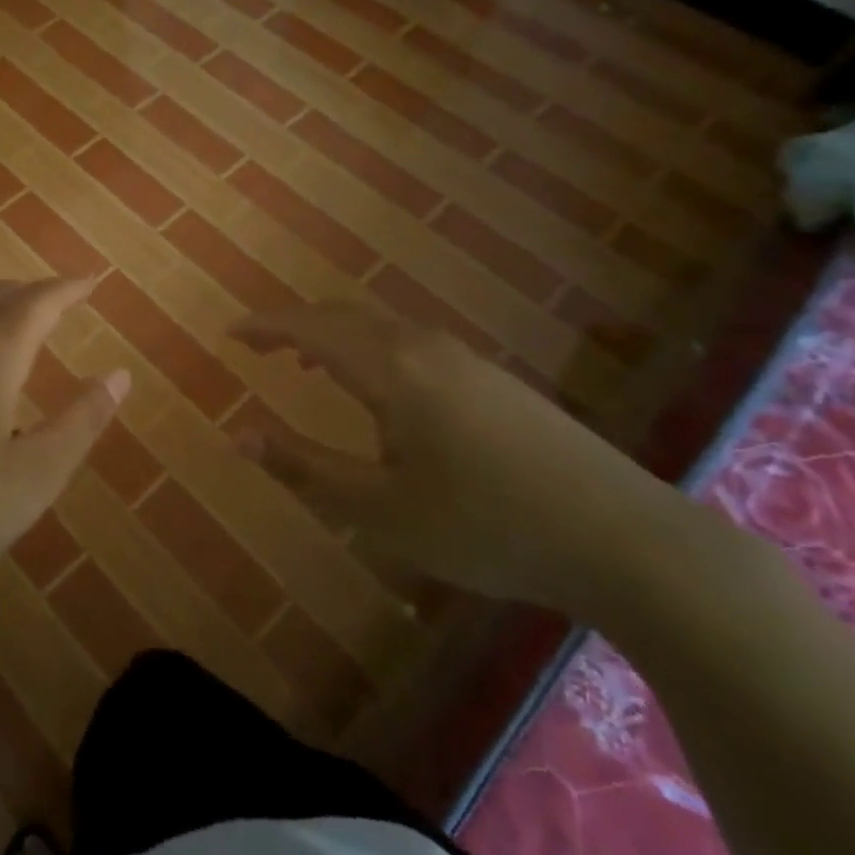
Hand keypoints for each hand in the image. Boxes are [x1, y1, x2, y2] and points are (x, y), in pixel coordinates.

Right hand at [231, 302, 688, 613]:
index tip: (230, 333)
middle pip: (343, 317)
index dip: (265, 326)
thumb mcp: (379, 508)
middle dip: (295, 326)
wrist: (624, 537)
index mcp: (389, 369)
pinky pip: (410, 342)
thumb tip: (237, 434)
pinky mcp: (493, 378)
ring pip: (380, 327)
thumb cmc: (486, 525)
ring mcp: (465, 358)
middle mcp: (422, 346)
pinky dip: (371, 348)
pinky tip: (380, 390)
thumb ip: (303, 467)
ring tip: (307, 364)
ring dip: (335, 336)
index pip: (310, 328)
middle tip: (260, 348)